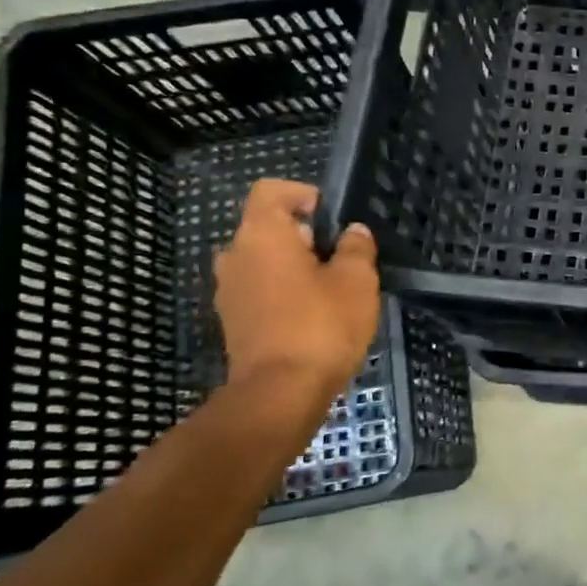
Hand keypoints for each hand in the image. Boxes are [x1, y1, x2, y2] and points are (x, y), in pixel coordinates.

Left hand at [213, 180, 379, 402]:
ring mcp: (229, 291)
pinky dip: (283, 293)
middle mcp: (235, 256)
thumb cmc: (321, 326)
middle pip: (267, 228)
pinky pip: (260, 290)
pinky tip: (314, 316)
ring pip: (264, 262)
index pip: (271, 192)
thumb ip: (356, 249)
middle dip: (304, 236)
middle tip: (340, 257)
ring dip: (294, 267)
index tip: (330, 216)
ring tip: (330, 289)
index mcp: (262, 236)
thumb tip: (353, 233)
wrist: (280, 393)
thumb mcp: (357, 282)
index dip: (302, 194)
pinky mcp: (234, 322)